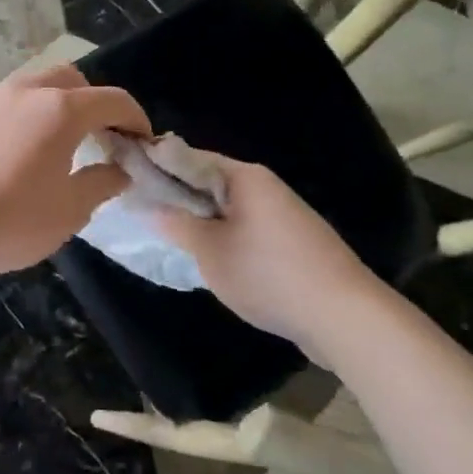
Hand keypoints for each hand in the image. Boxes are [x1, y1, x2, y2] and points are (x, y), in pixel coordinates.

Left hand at [0, 62, 151, 281]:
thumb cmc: (10, 220)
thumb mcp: (69, 211)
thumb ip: (101, 183)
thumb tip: (118, 170)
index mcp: (61, 110)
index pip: (112, 100)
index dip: (135, 118)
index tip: (142, 141)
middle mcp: (27, 91)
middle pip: (72, 79)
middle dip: (94, 101)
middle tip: (101, 136)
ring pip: (35, 85)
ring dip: (57, 104)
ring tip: (60, 142)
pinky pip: (7, 103)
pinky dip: (27, 114)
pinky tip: (19, 151)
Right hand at [148, 155, 385, 348]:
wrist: (344, 316)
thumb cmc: (269, 274)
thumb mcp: (211, 251)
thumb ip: (177, 225)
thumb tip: (147, 204)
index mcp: (244, 176)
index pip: (188, 157)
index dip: (156, 167)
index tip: (128, 180)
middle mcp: (265, 186)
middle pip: (209, 182)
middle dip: (178, 197)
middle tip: (143, 214)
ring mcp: (283, 214)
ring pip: (228, 208)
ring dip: (202, 220)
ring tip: (171, 238)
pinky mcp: (294, 241)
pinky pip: (247, 228)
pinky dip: (225, 237)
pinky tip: (211, 259)